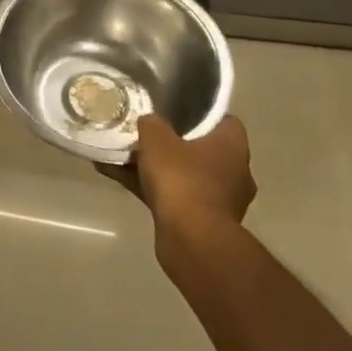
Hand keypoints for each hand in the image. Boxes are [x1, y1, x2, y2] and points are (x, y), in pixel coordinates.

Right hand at [107, 114, 255, 231]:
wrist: (191, 239)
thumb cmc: (182, 178)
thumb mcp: (157, 138)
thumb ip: (152, 123)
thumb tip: (150, 121)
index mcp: (233, 147)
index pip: (225, 121)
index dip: (201, 114)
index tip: (176, 111)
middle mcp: (234, 173)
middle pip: (202, 149)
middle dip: (173, 143)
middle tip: (146, 134)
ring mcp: (220, 200)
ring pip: (184, 175)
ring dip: (157, 168)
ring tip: (122, 156)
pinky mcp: (202, 223)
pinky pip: (173, 196)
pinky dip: (150, 188)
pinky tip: (117, 177)